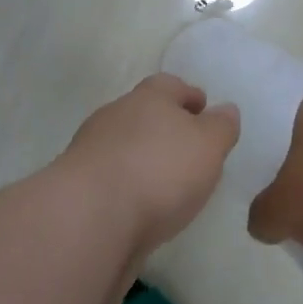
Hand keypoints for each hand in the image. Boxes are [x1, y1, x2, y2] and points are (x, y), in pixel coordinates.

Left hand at [61, 73, 239, 275]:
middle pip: (143, 113)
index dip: (188, 95)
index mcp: (148, 97)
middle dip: (164, 127)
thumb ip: (221, 127)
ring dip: (142, 159)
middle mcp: (115, 116)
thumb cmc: (159, 171)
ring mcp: (90, 151)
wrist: (89, 218)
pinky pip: (109, 180)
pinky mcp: (76, 189)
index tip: (203, 109)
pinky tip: (139, 208)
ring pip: (123, 147)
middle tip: (188, 149)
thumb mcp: (208, 145)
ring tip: (165, 185)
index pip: (170, 85)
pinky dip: (125, 188)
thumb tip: (225, 110)